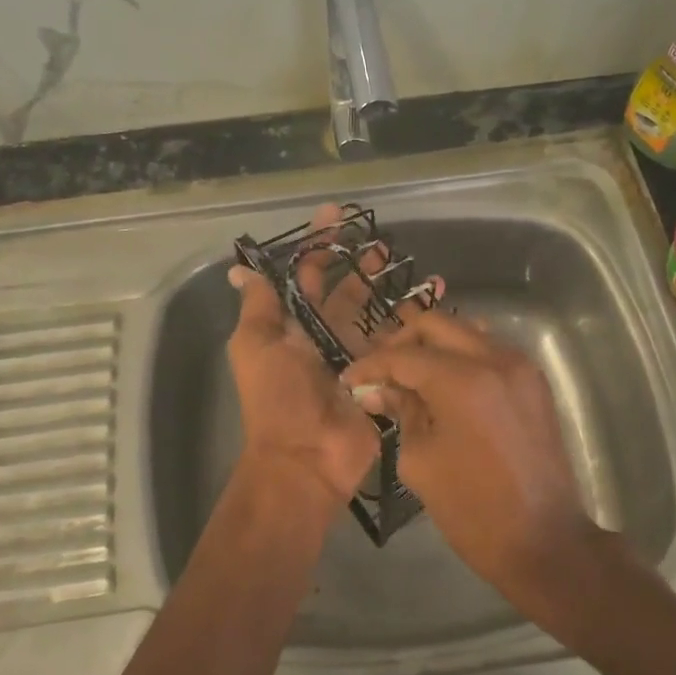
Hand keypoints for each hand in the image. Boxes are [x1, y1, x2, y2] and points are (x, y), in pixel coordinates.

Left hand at [224, 206, 400, 512]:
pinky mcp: (384, 377)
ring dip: (392, 292)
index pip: (309, 277)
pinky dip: (416, 325)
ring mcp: (358, 358)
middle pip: (347, 293)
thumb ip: (259, 307)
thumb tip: (240, 269)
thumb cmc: (278, 398)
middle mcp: (326, 338)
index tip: (337, 215)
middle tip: (383, 245)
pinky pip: (401, 345)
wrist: (307, 459)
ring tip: (412, 269)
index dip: (319, 246)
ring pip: (377, 316)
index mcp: (294, 328)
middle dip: (361, 266)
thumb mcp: (257, 346)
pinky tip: (434, 303)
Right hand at [340, 314, 600, 601]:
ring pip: (465, 331)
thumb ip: (400, 412)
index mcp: (462, 381)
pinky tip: (443, 381)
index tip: (349, 380)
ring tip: (408, 372)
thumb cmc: (473, 509)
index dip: (371, 365)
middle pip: (436, 324)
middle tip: (379, 369)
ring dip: (433, 344)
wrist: (544, 541)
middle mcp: (494, 359)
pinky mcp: (533, 382)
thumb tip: (377, 390)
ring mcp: (520, 366)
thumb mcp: (420, 461)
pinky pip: (489, 350)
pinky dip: (461, 355)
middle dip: (401, 341)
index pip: (403, 355)